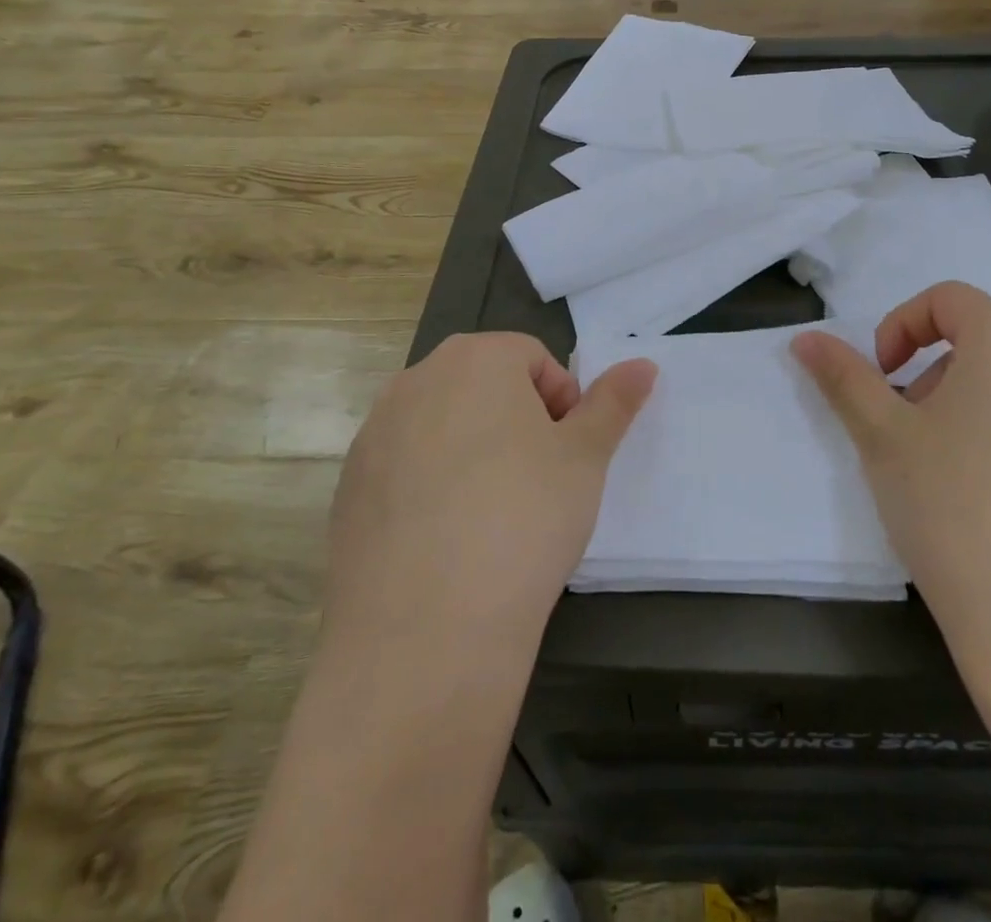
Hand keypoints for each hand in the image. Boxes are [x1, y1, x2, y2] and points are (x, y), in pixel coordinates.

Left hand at [323, 333, 654, 659]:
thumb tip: (644, 364)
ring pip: (443, 426)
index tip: (567, 455)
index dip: (561, 402)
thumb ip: (614, 403)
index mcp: (474, 359)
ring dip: (474, 452)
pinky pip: (405, 469)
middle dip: (518, 421)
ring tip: (493, 515)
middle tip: (538, 482)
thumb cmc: (524, 519)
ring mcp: (373, 435)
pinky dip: (431, 488)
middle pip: (483, 385)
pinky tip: (448, 543)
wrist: (425, 633)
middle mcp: (415, 381)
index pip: (532, 357)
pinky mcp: (346, 489)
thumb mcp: (585, 458)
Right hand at [792, 282, 990, 694]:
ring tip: (942, 465)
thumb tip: (805, 338)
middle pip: (982, 339)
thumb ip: (844, 377)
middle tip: (904, 428)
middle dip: (930, 370)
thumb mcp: (883, 437)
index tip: (881, 378)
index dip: (901, 326)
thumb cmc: (953, 511)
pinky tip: (989, 496)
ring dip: (966, 401)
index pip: (948, 299)